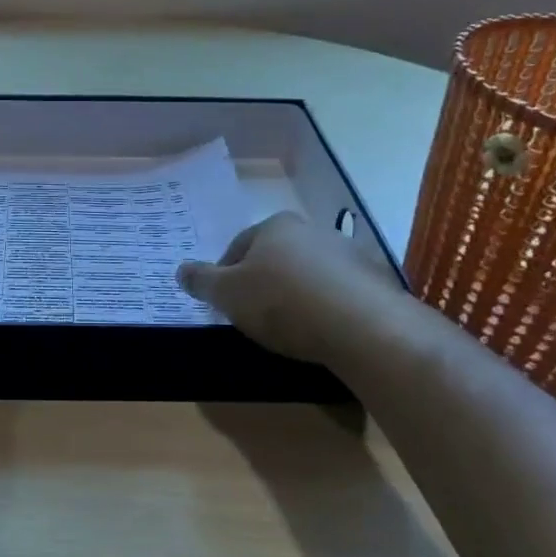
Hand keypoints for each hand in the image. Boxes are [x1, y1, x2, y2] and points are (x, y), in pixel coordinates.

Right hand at [177, 211, 387, 365]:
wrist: (362, 326)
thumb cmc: (282, 302)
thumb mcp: (227, 294)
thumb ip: (201, 281)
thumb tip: (181, 270)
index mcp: (275, 226)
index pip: (238, 246)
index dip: (224, 276)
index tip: (222, 304)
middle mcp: (312, 230)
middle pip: (275, 257)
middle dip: (262, 282)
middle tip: (252, 316)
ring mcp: (348, 254)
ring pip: (307, 274)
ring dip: (295, 294)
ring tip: (289, 328)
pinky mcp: (374, 281)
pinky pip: (337, 292)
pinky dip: (325, 307)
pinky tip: (320, 330)